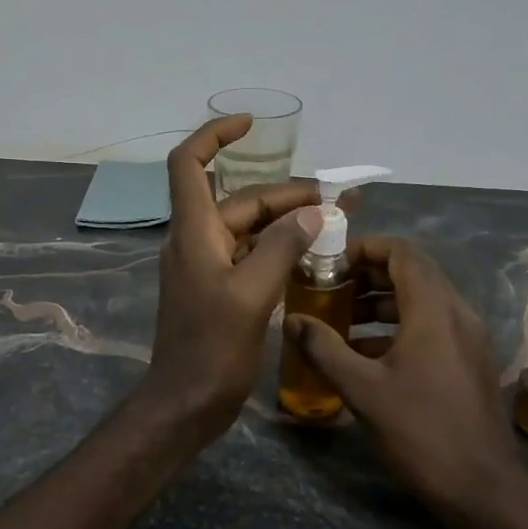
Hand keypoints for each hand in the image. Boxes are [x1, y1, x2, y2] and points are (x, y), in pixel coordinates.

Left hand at [142, 116, 323, 434]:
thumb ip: (282, 248)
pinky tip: (313, 256)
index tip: (250, 126)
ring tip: (337, 223)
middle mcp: (196, 241)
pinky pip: (251, 256)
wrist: (186, 402)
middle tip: (340, 200)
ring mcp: (207, 267)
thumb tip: (314, 214)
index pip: (188, 164)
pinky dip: (280, 250)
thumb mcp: (251, 294)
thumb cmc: (212, 349)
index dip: (214, 136)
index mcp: (194, 232)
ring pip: (250, 230)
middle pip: (240, 201)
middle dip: (287, 195)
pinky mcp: (219, 291)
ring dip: (288, 223)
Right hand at [286, 237, 520, 506]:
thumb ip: (324, 349)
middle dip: (367, 276)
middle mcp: (457, 313)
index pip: (402, 252)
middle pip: (412, 273)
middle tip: (329, 290)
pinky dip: (397, 327)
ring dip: (381, 303)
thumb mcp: (363, 390)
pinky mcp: (469, 361)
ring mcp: (468, 338)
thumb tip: (292, 320)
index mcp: (434, 310)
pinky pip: (431, 326)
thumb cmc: (421, 431)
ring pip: (421, 301)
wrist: (483, 489)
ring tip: (341, 322)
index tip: (330, 263)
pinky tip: (366, 354)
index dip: (364, 248)